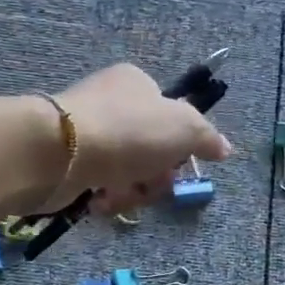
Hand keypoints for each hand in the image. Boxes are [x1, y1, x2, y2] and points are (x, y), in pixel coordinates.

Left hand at [43, 64, 231, 212]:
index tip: (179, 162)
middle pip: (150, 150)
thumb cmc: (129, 131)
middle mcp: (111, 104)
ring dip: (131, 192)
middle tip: (151, 184)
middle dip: (155, 176)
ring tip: (119, 195)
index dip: (179, 145)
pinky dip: (105, 198)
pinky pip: (99, 185)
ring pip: (127, 172)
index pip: (169, 116)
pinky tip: (100, 201)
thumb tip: (224, 149)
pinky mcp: (68, 162)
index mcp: (136, 84)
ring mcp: (88, 133)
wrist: (60, 152)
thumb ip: (207, 137)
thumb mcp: (184, 128)